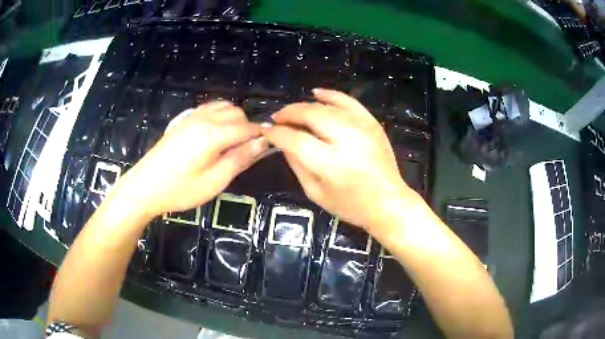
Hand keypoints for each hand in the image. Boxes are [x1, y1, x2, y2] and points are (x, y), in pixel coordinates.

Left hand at [119, 101, 267, 216]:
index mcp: (213, 134)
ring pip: (223, 107)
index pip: (247, 127)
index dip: (260, 135)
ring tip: (231, 143)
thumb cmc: (180, 190)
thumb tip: (262, 143)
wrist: (145, 186)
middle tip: (245, 151)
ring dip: (234, 120)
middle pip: (237, 112)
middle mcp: (204, 118)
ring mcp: (192, 116)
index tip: (268, 146)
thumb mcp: (215, 181)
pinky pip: (209, 108)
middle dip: (247, 127)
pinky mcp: (184, 120)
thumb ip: (240, 159)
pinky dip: (220, 115)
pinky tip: (215, 134)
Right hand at [263, 89, 417, 227]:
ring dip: (305, 105)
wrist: (388, 202)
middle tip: (278, 118)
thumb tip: (282, 142)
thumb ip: (296, 165)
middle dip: (289, 113)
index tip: (266, 130)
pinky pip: (348, 101)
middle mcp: (347, 140)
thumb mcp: (315, 192)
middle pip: (311, 115)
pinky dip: (331, 95)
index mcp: (331, 164)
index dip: (277, 133)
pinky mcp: (372, 123)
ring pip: (327, 106)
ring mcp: (362, 128)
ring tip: (292, 111)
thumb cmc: (350, 205)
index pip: (295, 140)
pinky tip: (317, 94)